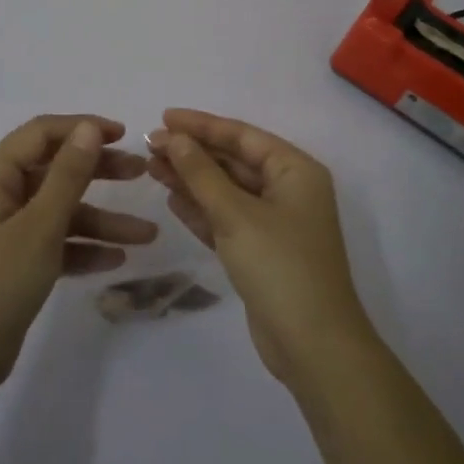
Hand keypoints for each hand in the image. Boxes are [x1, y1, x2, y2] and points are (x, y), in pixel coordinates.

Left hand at [0, 114, 156, 396]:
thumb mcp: (39, 226)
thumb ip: (68, 175)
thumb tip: (89, 128)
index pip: (42, 134)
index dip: (82, 128)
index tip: (124, 135)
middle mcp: (0, 195)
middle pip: (56, 170)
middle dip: (100, 171)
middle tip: (141, 173)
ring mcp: (9, 230)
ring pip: (62, 211)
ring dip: (102, 220)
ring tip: (148, 235)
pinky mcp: (17, 262)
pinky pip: (57, 242)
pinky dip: (84, 248)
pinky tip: (117, 260)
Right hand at [148, 109, 375, 386]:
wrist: (313, 345)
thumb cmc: (279, 266)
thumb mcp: (236, 214)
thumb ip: (202, 173)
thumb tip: (175, 138)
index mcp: (295, 171)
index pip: (242, 135)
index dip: (202, 125)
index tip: (164, 118)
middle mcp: (288, 190)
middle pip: (233, 161)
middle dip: (193, 153)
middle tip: (150, 145)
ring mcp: (275, 223)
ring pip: (226, 190)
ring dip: (191, 179)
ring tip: (151, 167)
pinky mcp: (261, 251)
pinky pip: (226, 219)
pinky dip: (201, 209)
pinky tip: (171, 199)